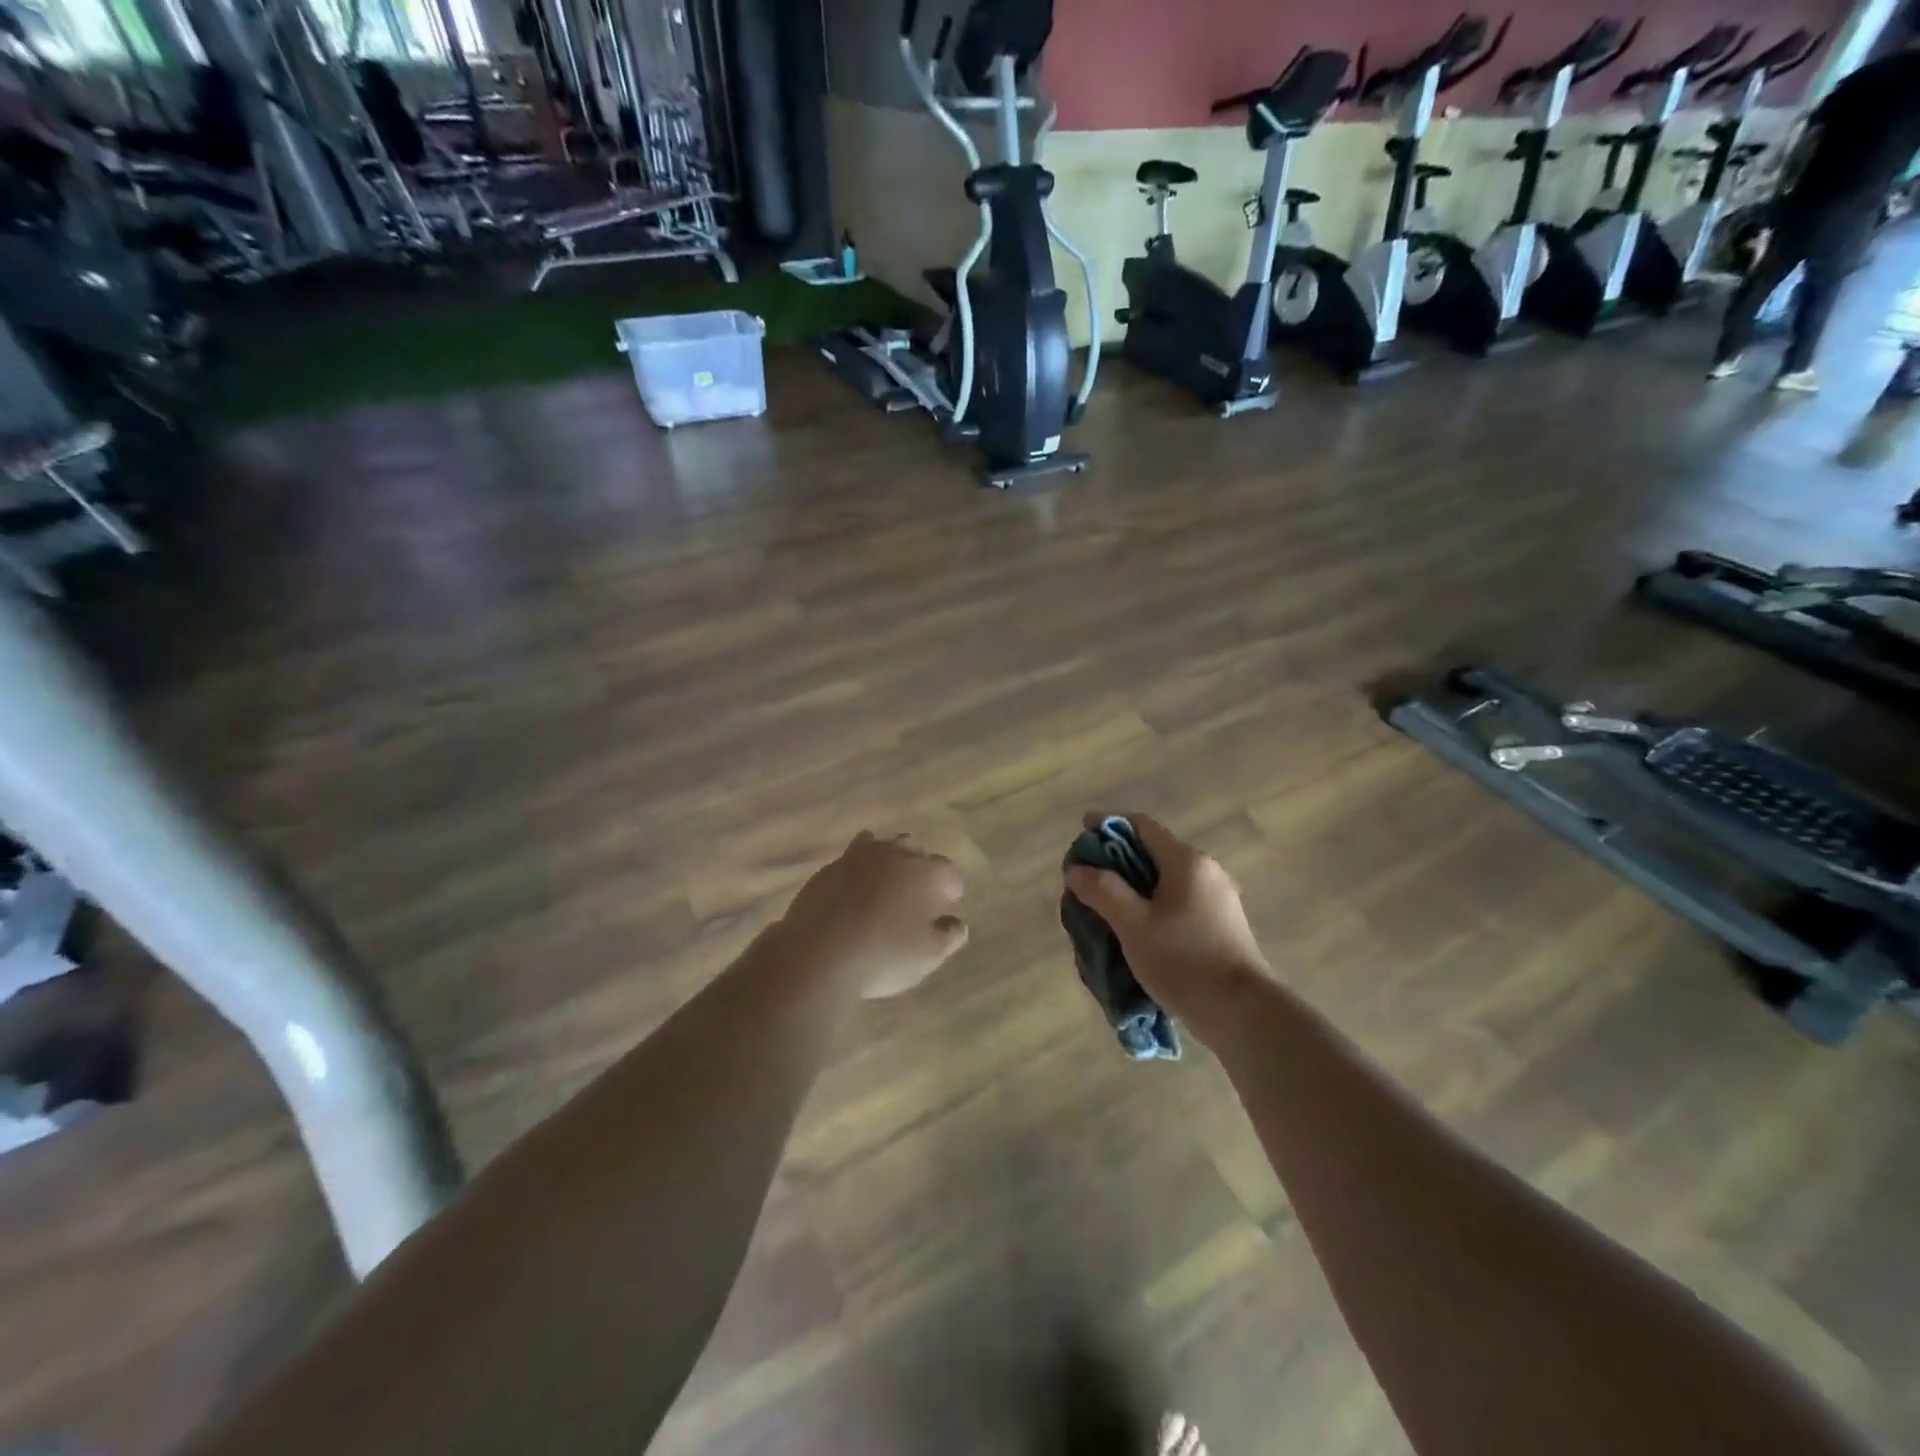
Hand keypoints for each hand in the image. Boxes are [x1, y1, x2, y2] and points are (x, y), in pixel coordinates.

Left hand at [775, 832, 968, 998]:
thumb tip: (957, 924)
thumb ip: (949, 936)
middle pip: (915, 849)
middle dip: (921, 865)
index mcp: (926, 874)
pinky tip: (855, 887)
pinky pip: (851, 858)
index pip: (949, 872)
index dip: (952, 888)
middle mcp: (895, 856)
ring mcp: (858, 858)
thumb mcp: (928, 956)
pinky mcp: (829, 868)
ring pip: (882, 845)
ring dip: (889, 859)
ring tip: (887, 882)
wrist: (818, 953)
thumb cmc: (883, 956)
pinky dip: (859, 869)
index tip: (949, 903)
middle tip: (918, 890)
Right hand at [1062, 813, 1269, 1027]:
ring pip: (1166, 879)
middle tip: (1086, 878)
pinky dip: (1153, 904)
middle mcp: (1206, 871)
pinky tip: (1136, 927)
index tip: (1082, 835)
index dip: (1108, 826)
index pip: (1141, 826)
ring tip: (1105, 906)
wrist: (1242, 1012)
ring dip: (1134, 885)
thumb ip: (1102, 890)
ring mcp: (1218, 898)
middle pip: (1153, 851)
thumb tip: (1075, 869)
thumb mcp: (1133, 924)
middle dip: (1117, 861)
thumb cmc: (1183, 960)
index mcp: (1186, 861)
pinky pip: (1178, 901)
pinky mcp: (1222, 924)